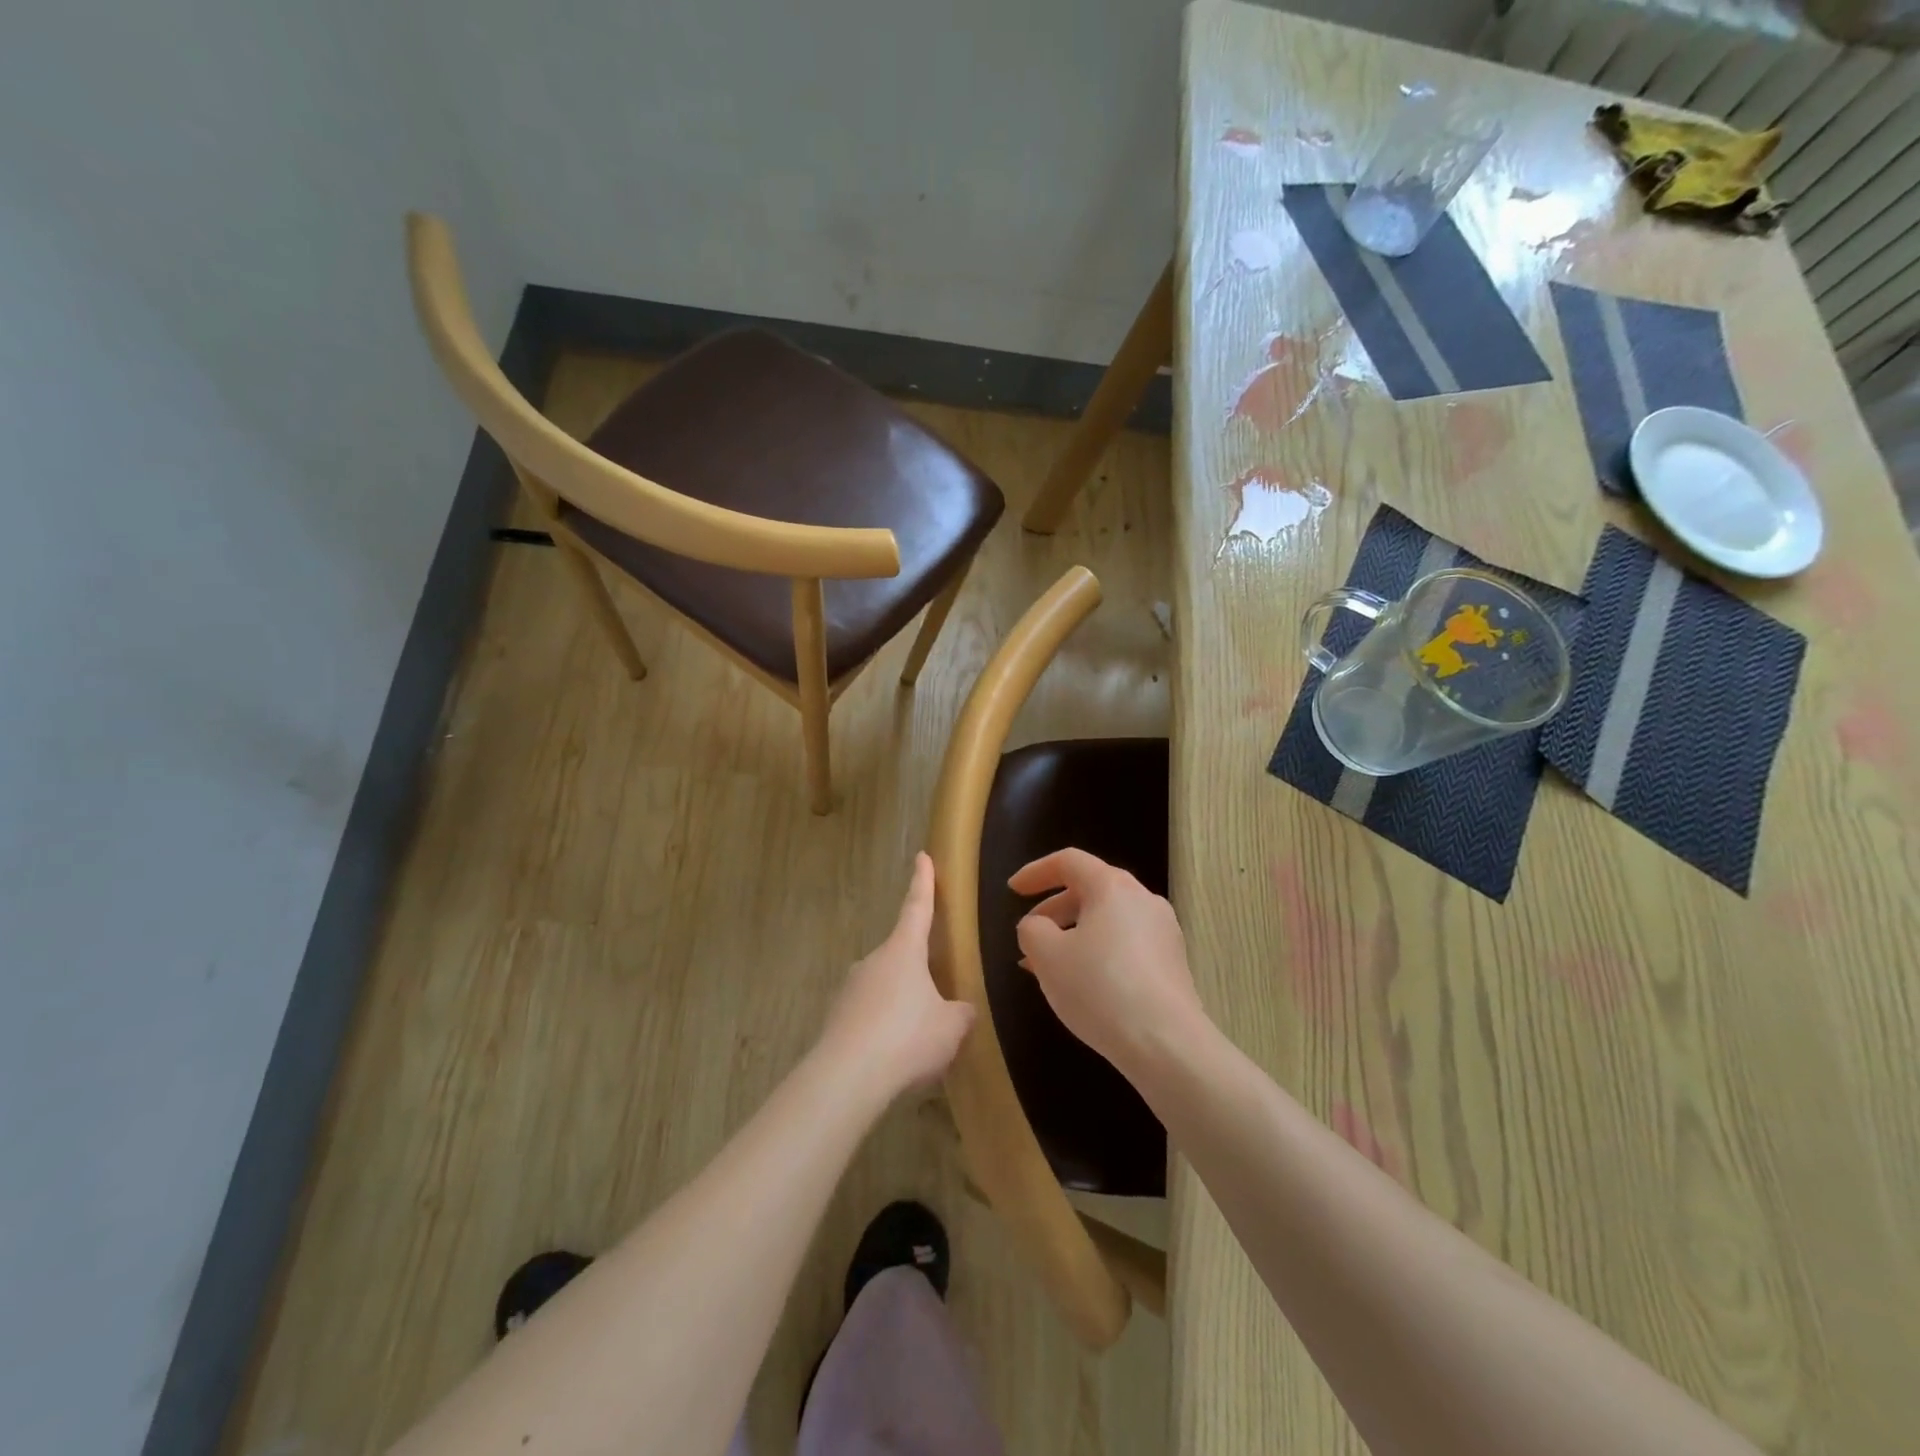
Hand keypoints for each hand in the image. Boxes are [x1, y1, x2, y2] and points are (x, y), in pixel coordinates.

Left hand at [819, 853, 976, 1099]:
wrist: (846, 1079)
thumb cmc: (907, 1038)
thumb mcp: (952, 1026)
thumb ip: (961, 1013)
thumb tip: (960, 1010)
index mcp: (903, 950)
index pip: (917, 906)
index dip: (923, 881)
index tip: (922, 856)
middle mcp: (873, 961)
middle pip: (902, 954)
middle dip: (920, 969)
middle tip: (938, 994)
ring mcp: (851, 989)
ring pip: (885, 987)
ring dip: (902, 1003)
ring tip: (920, 1038)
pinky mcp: (837, 1019)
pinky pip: (870, 1016)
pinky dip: (885, 1028)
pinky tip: (896, 1057)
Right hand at [1011, 848, 1208, 1077]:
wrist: (1166, 1043)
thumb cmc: (1099, 988)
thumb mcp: (1048, 956)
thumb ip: (1032, 930)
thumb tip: (1038, 926)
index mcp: (1112, 887)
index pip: (1069, 862)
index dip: (1036, 872)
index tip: (1013, 890)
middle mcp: (1143, 900)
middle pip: (1091, 890)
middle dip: (1054, 909)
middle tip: (1030, 933)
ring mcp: (1163, 932)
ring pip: (1108, 920)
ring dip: (1074, 935)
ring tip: (1049, 966)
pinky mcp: (1172, 964)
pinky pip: (1125, 944)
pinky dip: (1098, 952)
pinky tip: (1082, 985)